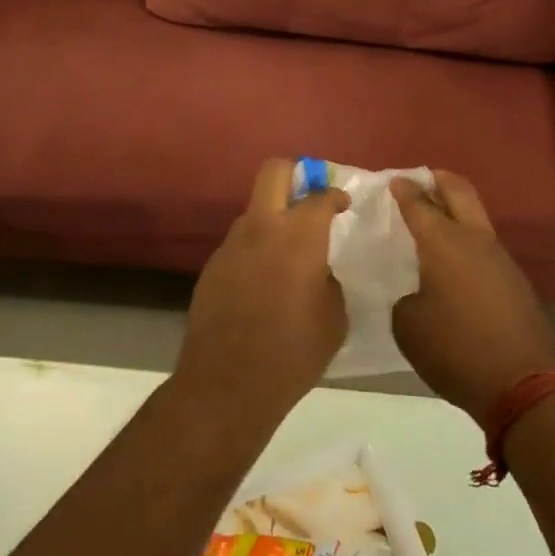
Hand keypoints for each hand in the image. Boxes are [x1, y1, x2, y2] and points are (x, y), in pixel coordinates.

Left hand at [176, 159, 350, 425]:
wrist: (228, 383)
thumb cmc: (293, 352)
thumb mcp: (334, 318)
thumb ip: (329, 281)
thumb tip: (318, 271)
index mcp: (299, 235)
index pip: (320, 196)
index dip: (336, 196)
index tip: (343, 205)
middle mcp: (261, 227)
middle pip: (274, 172)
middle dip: (296, 172)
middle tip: (311, 195)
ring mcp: (231, 244)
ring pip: (254, 210)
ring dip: (273, 218)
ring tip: (288, 252)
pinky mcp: (212, 266)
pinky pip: (239, 244)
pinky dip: (256, 249)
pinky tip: (264, 283)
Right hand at [390, 172, 554, 426]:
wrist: (523, 384)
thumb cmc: (455, 349)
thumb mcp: (408, 326)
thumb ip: (406, 299)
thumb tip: (419, 294)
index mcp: (443, 243)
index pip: (419, 204)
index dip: (404, 189)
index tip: (394, 180)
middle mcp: (474, 240)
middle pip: (459, 192)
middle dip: (439, 180)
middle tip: (421, 179)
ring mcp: (501, 259)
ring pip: (476, 219)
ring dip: (456, 212)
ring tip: (434, 224)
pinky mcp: (515, 282)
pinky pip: (485, 248)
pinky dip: (467, 243)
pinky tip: (454, 264)